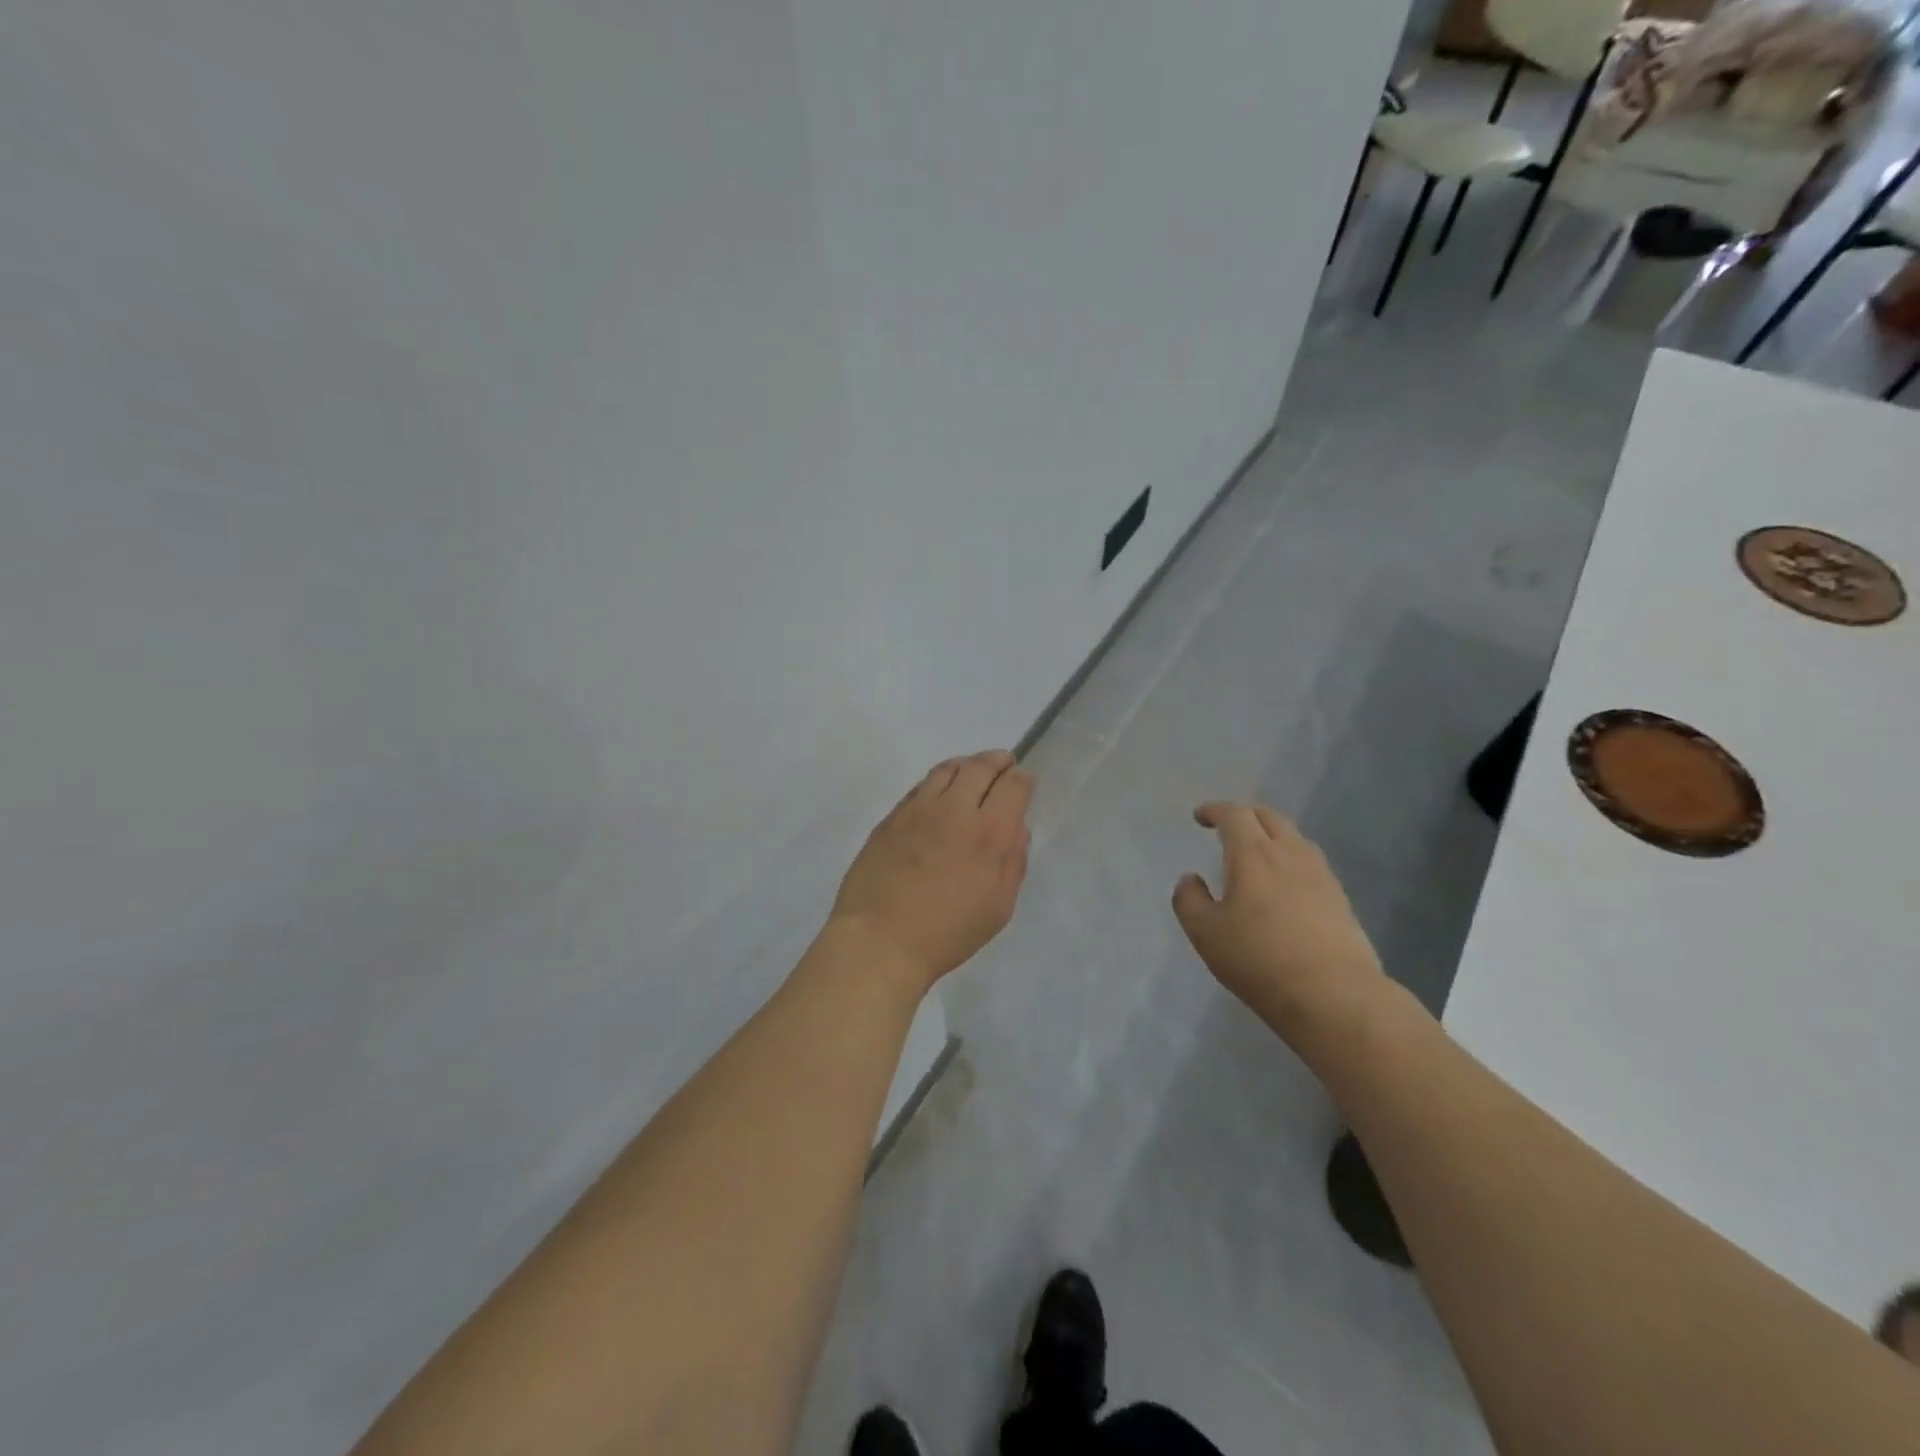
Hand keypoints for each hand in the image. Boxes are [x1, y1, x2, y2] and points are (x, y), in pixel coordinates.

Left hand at [830, 750, 1033, 993]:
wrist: (881, 940)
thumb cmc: (948, 933)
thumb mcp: (998, 907)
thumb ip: (1013, 862)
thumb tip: (1016, 829)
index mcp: (990, 832)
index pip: (1013, 785)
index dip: (1022, 779)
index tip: (1023, 782)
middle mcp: (956, 809)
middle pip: (980, 766)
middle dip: (997, 761)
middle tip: (1003, 764)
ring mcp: (919, 809)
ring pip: (947, 769)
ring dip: (966, 764)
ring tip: (971, 771)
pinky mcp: (892, 817)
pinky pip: (920, 786)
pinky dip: (938, 781)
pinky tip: (939, 792)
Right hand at [1173, 802, 1386, 1038]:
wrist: (1335, 996)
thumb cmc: (1260, 959)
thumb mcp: (1206, 933)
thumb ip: (1189, 900)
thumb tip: (1191, 879)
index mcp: (1253, 854)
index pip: (1234, 815)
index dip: (1214, 810)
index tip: (1200, 816)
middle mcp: (1290, 854)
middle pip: (1269, 817)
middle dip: (1245, 815)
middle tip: (1227, 827)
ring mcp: (1321, 876)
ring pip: (1295, 838)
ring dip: (1272, 835)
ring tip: (1258, 853)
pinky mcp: (1341, 900)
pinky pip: (1311, 864)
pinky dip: (1292, 860)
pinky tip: (1286, 884)